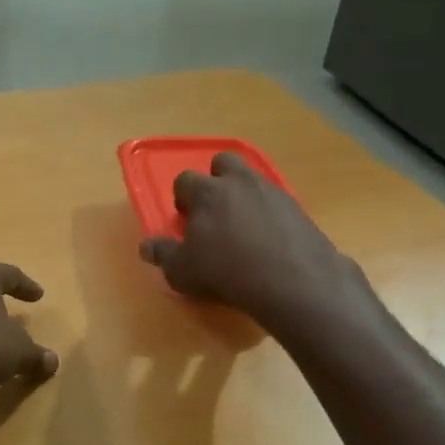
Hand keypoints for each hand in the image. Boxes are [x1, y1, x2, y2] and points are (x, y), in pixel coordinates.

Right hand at [140, 153, 369, 326]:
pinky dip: (270, 213)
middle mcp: (239, 182)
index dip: (182, 198)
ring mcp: (272, 191)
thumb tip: (146, 246)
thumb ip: (163, 254)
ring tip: (244, 227)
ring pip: (253, 178)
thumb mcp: (182, 271)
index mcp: (206, 192)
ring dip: (244, 194)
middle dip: (217, 179)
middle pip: (223, 162)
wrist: (293, 281)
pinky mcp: (298, 208)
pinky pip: (277, 201)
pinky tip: (270, 240)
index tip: (186, 219)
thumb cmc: (226, 272)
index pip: (185, 179)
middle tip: (215, 211)